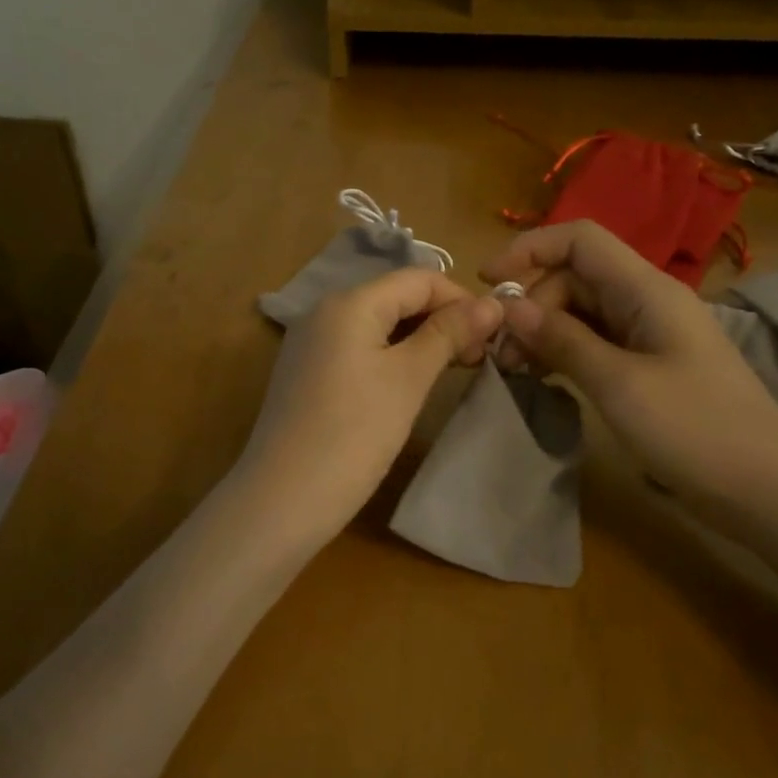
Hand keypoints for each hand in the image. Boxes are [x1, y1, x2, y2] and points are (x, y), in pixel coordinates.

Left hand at [233, 269, 504, 548]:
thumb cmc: (354, 434)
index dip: (461, 299)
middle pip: (396, 297)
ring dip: (420, 339)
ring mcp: (311, 343)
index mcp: (349, 302)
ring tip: (453, 370)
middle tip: (478, 357)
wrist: (282, 498)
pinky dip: (391, 356)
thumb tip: (492, 304)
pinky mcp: (307, 373)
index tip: (495, 334)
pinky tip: (411, 382)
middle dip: (442, 319)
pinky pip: (358, 348)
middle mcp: (325, 311)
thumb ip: (449, 334)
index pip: (418, 278)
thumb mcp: (409, 379)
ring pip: (378, 324)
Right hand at [481, 221, 777, 529]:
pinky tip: (542, 377)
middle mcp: (647, 301)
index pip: (581, 240)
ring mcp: (649, 335)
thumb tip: (510, 307)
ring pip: (581, 312)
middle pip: (574, 278)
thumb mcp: (619, 384)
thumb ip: (562, 340)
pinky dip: (563, 352)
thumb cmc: (696, 431)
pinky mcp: (648, 366)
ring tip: (514, 370)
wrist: (768, 492)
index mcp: (647, 290)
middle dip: (531, 304)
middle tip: (500, 353)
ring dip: (542, 331)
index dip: (530, 248)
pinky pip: (595, 343)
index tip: (486, 281)